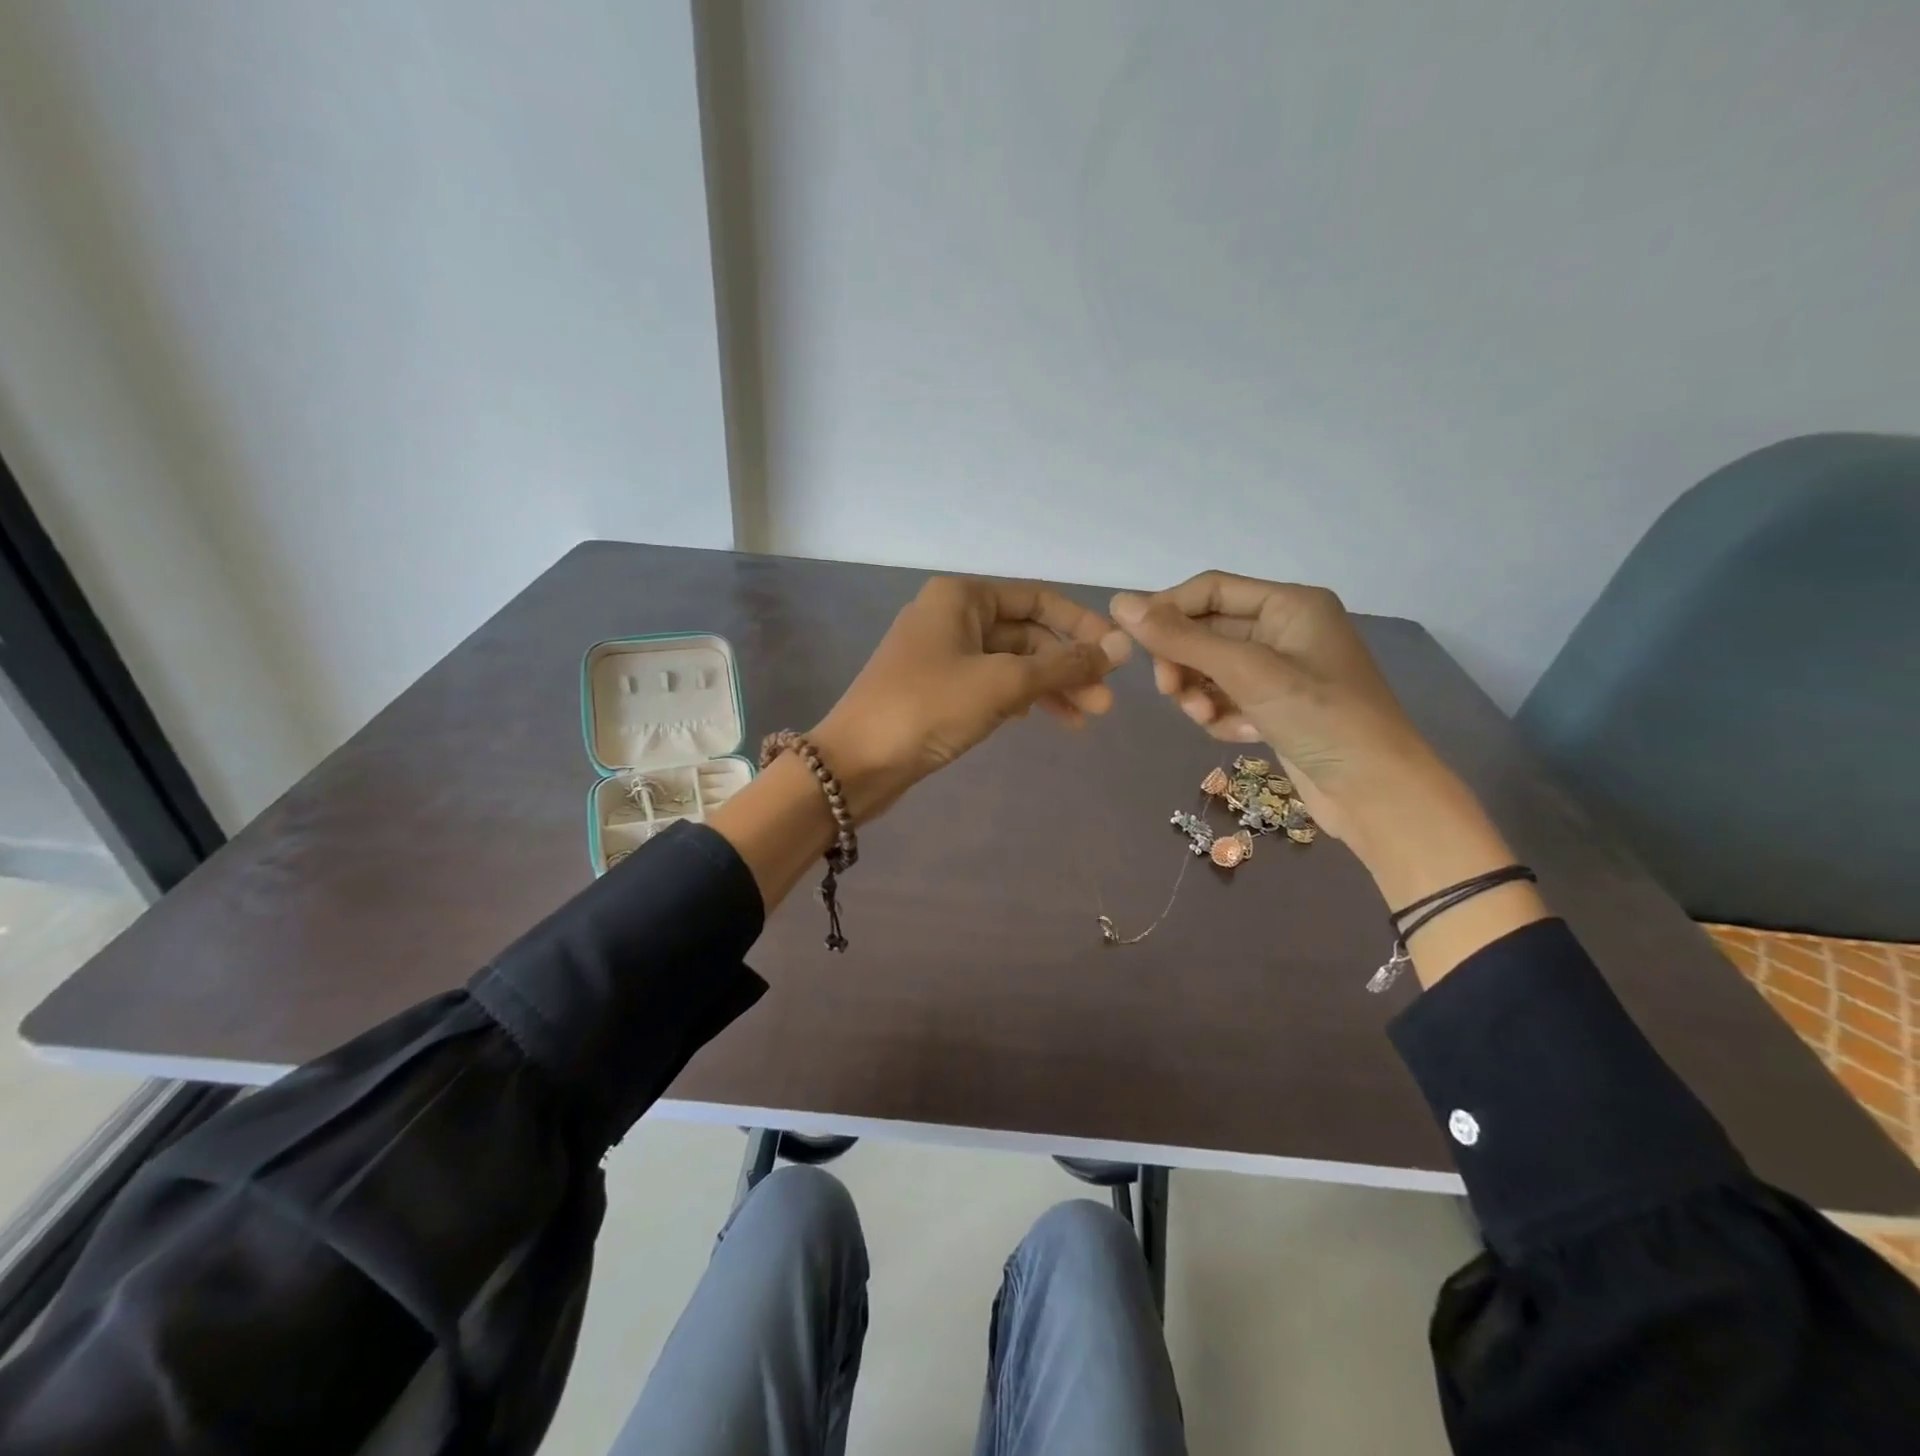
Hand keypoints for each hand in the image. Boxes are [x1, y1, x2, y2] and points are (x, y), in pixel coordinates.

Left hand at [812, 576, 1131, 822]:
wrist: (856, 763)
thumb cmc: (929, 708)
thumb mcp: (1003, 683)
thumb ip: (1063, 665)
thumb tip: (1120, 647)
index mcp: (962, 597)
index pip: (1037, 599)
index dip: (1081, 625)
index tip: (1117, 656)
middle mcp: (952, 616)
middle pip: (1026, 633)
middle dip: (1067, 666)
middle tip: (1104, 704)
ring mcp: (942, 654)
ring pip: (1011, 663)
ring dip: (1049, 687)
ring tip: (1086, 719)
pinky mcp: (937, 689)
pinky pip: (991, 684)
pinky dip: (1020, 699)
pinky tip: (1042, 719)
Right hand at [1111, 571, 1545, 982]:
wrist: (1376, 793)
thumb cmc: (1320, 718)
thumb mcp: (1247, 671)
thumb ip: (1181, 638)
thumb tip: (1119, 603)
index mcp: (1288, 605)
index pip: (1209, 590)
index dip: (1168, 611)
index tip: (1133, 643)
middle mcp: (1284, 630)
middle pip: (1206, 632)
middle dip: (1184, 663)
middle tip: (1170, 692)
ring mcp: (1280, 672)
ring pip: (1210, 670)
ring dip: (1199, 694)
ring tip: (1209, 718)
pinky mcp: (1275, 707)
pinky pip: (1226, 699)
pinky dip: (1221, 715)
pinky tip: (1238, 734)